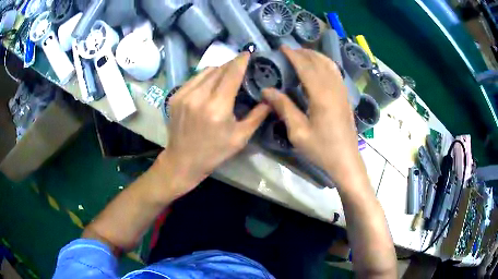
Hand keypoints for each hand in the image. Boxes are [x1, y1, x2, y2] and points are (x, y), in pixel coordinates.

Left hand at [156, 53, 269, 198]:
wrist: (182, 160)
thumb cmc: (214, 152)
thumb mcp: (240, 137)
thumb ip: (257, 115)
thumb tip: (270, 99)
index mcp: (217, 107)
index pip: (232, 73)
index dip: (241, 61)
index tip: (248, 53)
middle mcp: (199, 96)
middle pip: (219, 69)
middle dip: (232, 65)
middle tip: (241, 67)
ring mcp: (184, 95)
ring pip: (206, 71)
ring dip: (219, 69)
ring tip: (227, 75)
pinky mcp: (175, 96)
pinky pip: (194, 78)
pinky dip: (205, 77)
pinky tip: (211, 84)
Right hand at [262, 47, 363, 187]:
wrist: (346, 160)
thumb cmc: (321, 149)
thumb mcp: (298, 132)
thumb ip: (284, 107)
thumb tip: (267, 90)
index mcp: (321, 95)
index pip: (306, 67)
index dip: (293, 55)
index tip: (281, 47)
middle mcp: (334, 88)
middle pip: (319, 62)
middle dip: (303, 53)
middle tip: (289, 50)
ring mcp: (342, 92)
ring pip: (330, 65)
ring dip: (315, 56)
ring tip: (302, 54)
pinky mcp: (345, 97)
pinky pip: (336, 73)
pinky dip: (325, 64)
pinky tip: (319, 68)